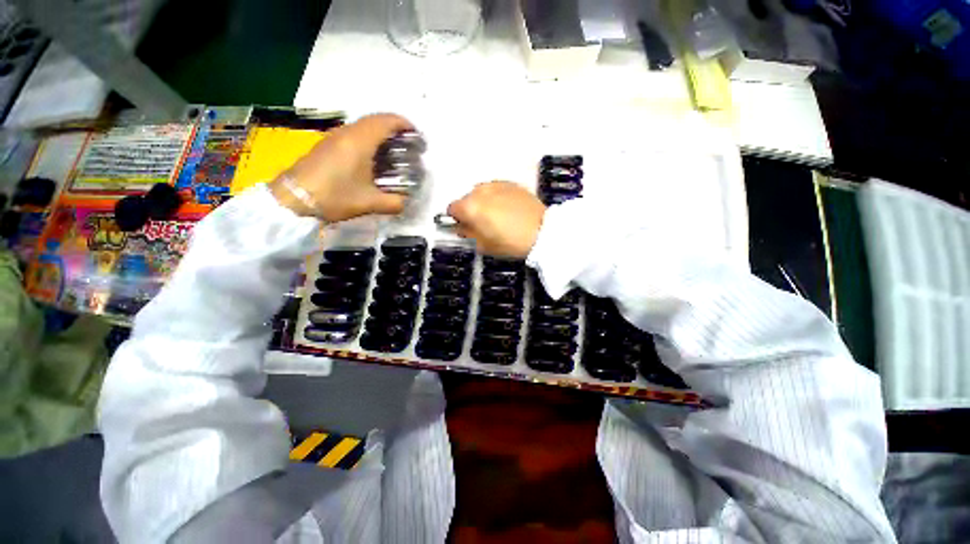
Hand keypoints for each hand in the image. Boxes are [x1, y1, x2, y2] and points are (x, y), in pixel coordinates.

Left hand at [270, 113, 412, 221]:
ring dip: (380, 134)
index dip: (404, 124)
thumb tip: (405, 202)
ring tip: (393, 152)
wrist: (293, 199)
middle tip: (407, 146)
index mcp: (360, 141)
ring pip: (363, 126)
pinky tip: (372, 159)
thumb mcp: (370, 203)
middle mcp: (347, 132)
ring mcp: (334, 137)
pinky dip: (368, 140)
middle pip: (375, 120)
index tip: (417, 136)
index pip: (386, 121)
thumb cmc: (334, 196)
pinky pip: (353, 134)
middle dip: (395, 129)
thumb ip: (394, 203)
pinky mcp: (327, 145)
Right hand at [447, 181, 546, 257]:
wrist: (542, 231)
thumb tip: (461, 227)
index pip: (452, 208)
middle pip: (466, 199)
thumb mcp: (484, 245)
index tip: (465, 227)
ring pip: (481, 193)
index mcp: (470, 207)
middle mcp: (480, 191)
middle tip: (483, 224)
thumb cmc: (511, 242)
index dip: (457, 219)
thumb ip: (467, 234)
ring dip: (484, 203)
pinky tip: (508, 209)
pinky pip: (496, 190)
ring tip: (498, 216)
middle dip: (471, 210)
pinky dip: (497, 198)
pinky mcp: (511, 183)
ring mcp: (496, 185)